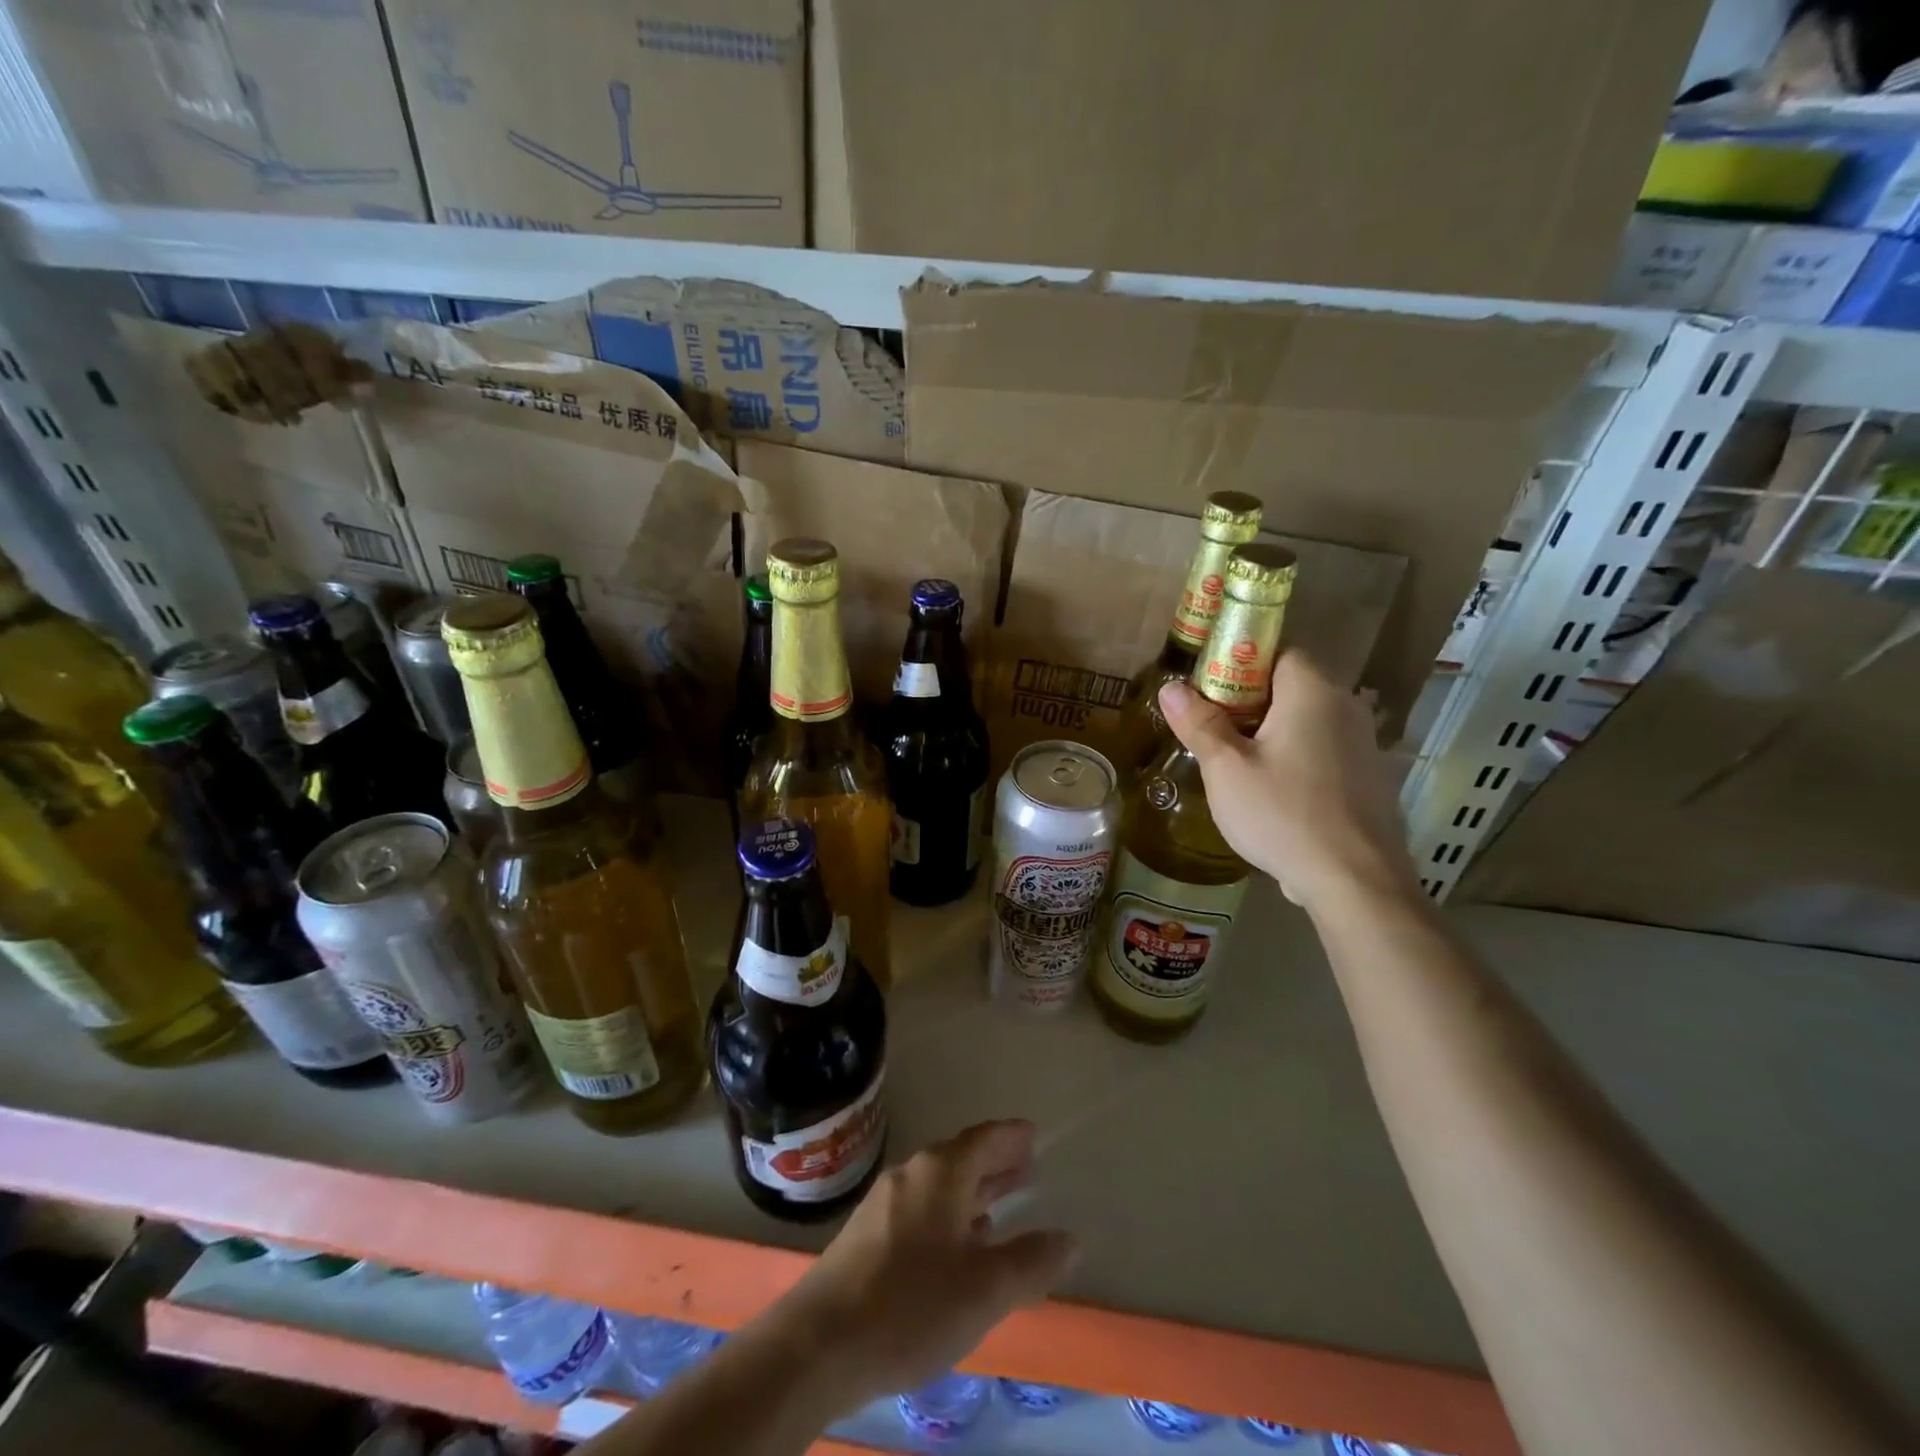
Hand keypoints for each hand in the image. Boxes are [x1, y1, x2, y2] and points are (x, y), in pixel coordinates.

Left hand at [773, 1121, 1077, 1411]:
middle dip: (994, 1162)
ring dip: (972, 1189)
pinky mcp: (868, 1231)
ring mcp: (885, 1201)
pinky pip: (921, 1206)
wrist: (820, 1343)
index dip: (1011, 1136)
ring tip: (999, 1204)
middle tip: (1026, 1165)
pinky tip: (956, 1243)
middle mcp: (913, 1173)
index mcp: (941, 1172)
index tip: (1033, 1134)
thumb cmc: (911, 1305)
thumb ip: (1030, 1262)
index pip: (984, 1139)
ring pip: (940, 1184)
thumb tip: (1069, 1238)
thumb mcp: (983, 1290)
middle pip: (961, 1157)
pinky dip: (949, 1212)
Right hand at [1158, 654, 1417, 913]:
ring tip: (1236, 764)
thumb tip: (1171, 686)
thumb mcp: (1226, 769)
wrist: (1354, 881)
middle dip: (1249, 701)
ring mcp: (1363, 743)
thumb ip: (1199, 723)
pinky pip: (1323, 749)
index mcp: (1313, 691)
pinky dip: (1295, 757)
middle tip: (1212, 730)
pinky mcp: (1369, 777)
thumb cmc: (1283, 814)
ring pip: (1307, 720)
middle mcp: (1346, 705)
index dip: (1239, 663)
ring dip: (1271, 731)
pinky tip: (1273, 792)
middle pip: (1291, 685)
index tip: (1208, 692)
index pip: (1277, 650)